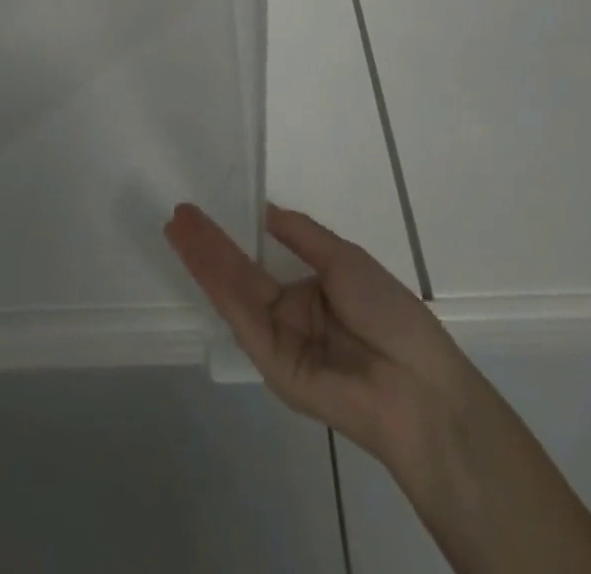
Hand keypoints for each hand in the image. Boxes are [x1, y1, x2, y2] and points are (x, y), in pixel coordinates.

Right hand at [165, 202, 477, 464]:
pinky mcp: (269, 360)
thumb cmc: (386, 311)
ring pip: (233, 290)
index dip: (235, 234)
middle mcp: (287, 314)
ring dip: (203, 257)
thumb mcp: (343, 258)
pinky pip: (241, 314)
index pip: (261, 258)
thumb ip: (302, 235)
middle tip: (179, 214)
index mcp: (309, 290)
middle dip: (209, 243)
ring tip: (177, 224)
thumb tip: (267, 210)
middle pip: (240, 273)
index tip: (208, 209)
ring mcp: (276, 338)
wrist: (414, 382)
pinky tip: (198, 254)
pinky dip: (216, 283)